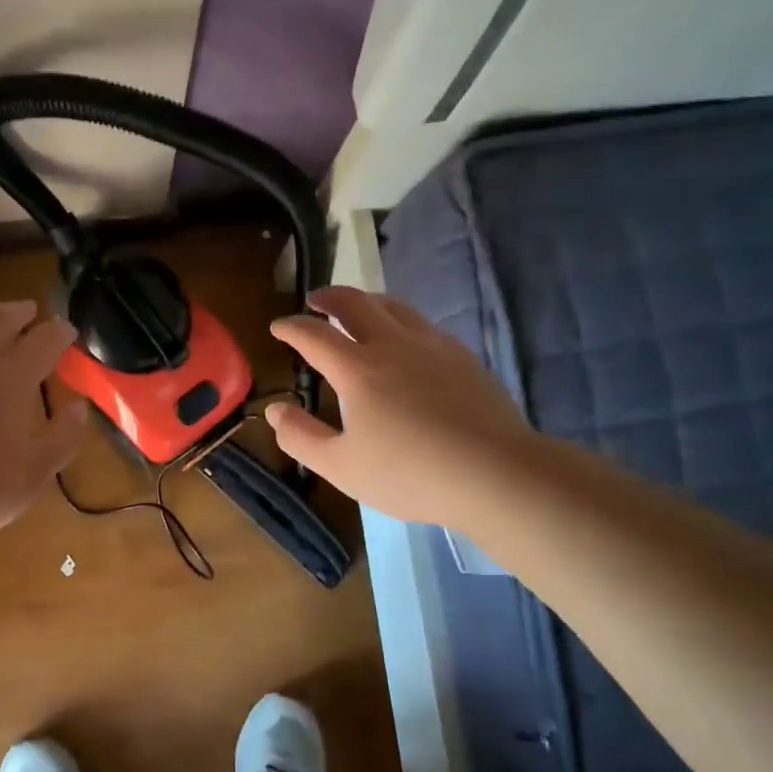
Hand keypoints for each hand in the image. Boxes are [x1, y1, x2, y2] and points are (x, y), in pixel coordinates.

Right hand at [266, 286, 534, 526]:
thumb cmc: (410, 475)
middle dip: (328, 297)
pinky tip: (404, 339)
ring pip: (393, 306)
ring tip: (356, 309)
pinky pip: (422, 323)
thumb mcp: (341, 467)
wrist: (497, 473)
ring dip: (366, 301)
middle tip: (314, 300)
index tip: (278, 326)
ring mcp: (432, 346)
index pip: (314, 335)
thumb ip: (301, 436)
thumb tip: (275, 409)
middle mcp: (392, 345)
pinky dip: (399, 320)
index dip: (291, 327)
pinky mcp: (462, 356)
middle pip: (355, 303)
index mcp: (357, 370)